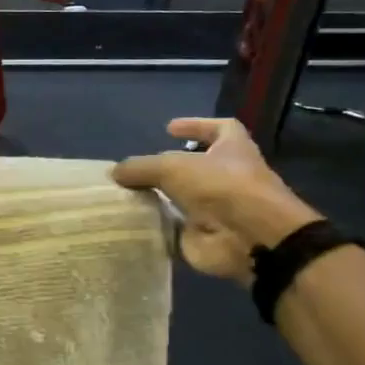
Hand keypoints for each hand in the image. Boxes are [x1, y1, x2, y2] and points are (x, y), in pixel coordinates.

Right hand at [114, 118, 320, 282]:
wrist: (250, 239)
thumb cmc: (221, 187)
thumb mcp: (173, 167)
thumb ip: (141, 167)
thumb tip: (115, 172)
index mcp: (233, 151)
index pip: (220, 129)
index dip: (196, 125)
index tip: (169, 129)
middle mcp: (228, 178)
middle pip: (196, 168)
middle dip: (168, 167)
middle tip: (138, 169)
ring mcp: (217, 210)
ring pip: (183, 200)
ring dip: (159, 198)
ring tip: (125, 195)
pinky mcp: (203, 237)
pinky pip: (173, 230)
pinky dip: (154, 228)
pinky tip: (129, 223)